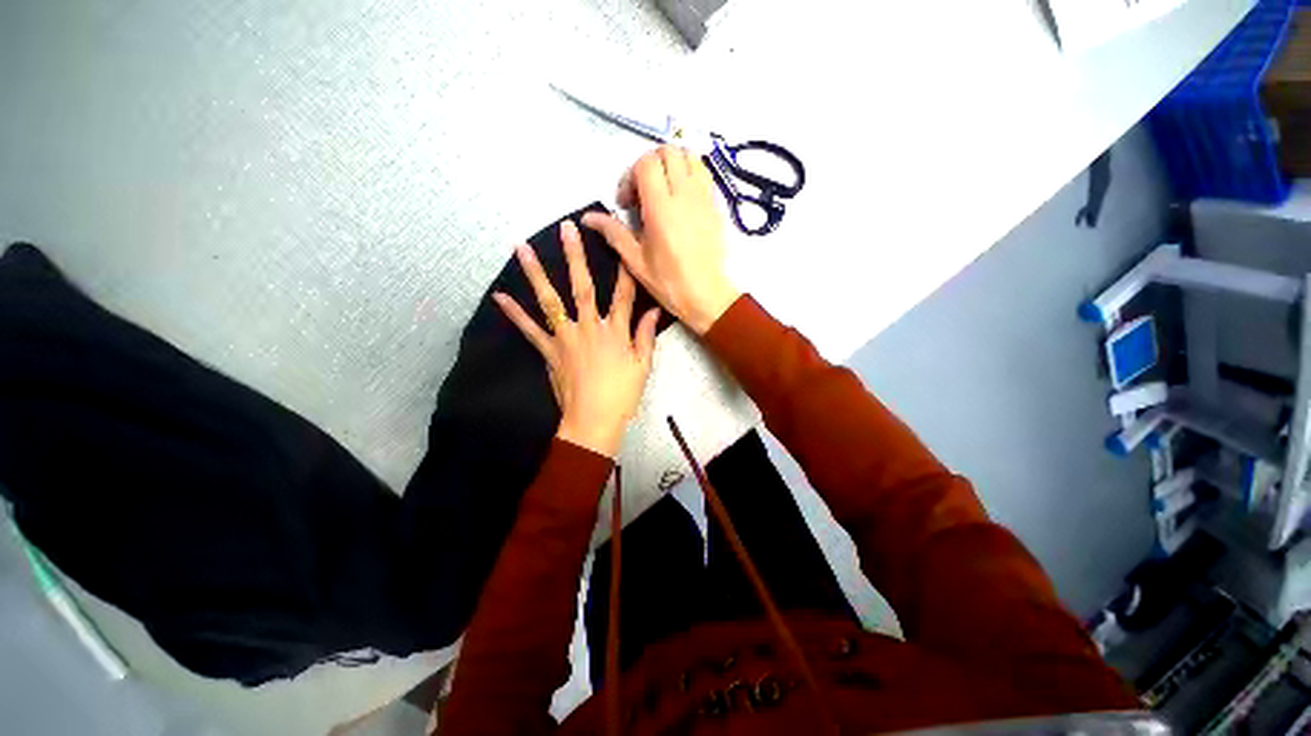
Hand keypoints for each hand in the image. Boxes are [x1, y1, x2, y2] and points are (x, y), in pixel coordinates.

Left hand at [493, 221, 660, 457]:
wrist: (593, 421)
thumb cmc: (622, 395)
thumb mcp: (642, 367)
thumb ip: (646, 337)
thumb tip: (654, 311)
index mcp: (615, 332)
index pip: (623, 295)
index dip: (624, 270)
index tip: (621, 246)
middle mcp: (589, 328)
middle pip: (582, 288)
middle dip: (575, 257)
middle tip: (567, 229)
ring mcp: (566, 338)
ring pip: (551, 301)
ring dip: (537, 274)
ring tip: (522, 248)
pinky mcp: (549, 351)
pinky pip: (530, 330)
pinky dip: (515, 313)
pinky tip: (499, 296)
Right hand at [581, 146, 741, 334]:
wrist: (706, 296)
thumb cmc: (669, 283)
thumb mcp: (636, 261)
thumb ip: (614, 233)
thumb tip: (588, 217)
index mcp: (661, 209)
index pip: (646, 163)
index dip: (630, 175)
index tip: (626, 202)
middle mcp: (685, 195)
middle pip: (668, 151)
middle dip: (649, 164)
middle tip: (642, 192)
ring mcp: (704, 198)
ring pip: (690, 156)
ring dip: (672, 164)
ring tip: (663, 190)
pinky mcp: (716, 205)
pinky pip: (704, 173)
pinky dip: (689, 174)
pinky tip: (681, 199)